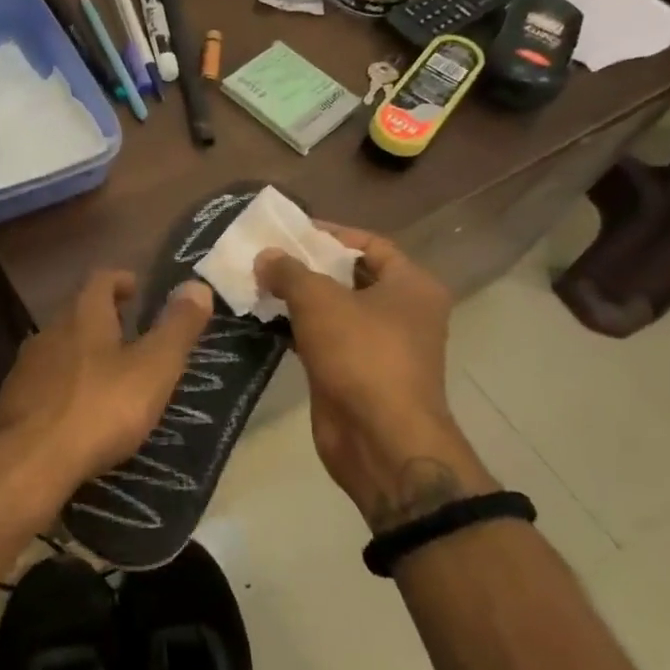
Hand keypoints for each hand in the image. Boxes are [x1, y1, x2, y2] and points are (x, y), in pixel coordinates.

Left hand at [0, 270, 213, 502]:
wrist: (28, 462)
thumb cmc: (100, 408)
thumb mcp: (153, 368)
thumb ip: (178, 328)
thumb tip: (198, 285)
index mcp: (84, 315)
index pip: (101, 280)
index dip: (120, 280)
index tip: (136, 289)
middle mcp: (50, 330)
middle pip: (77, 312)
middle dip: (103, 317)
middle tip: (130, 331)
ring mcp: (26, 366)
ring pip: (59, 347)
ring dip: (83, 352)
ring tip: (108, 372)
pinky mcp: (13, 400)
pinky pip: (45, 381)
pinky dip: (65, 385)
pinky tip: (78, 409)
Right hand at [256, 225, 491, 528]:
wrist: (379, 438)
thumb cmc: (361, 354)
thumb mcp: (319, 300)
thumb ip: (289, 271)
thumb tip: (265, 257)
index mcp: (411, 286)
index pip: (370, 244)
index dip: (330, 233)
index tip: (289, 230)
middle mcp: (403, 313)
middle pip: (351, 276)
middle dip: (309, 266)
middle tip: (267, 256)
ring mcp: (381, 347)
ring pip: (335, 311)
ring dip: (299, 299)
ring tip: (257, 284)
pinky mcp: (357, 374)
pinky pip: (325, 340)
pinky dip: (298, 330)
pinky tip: (265, 321)